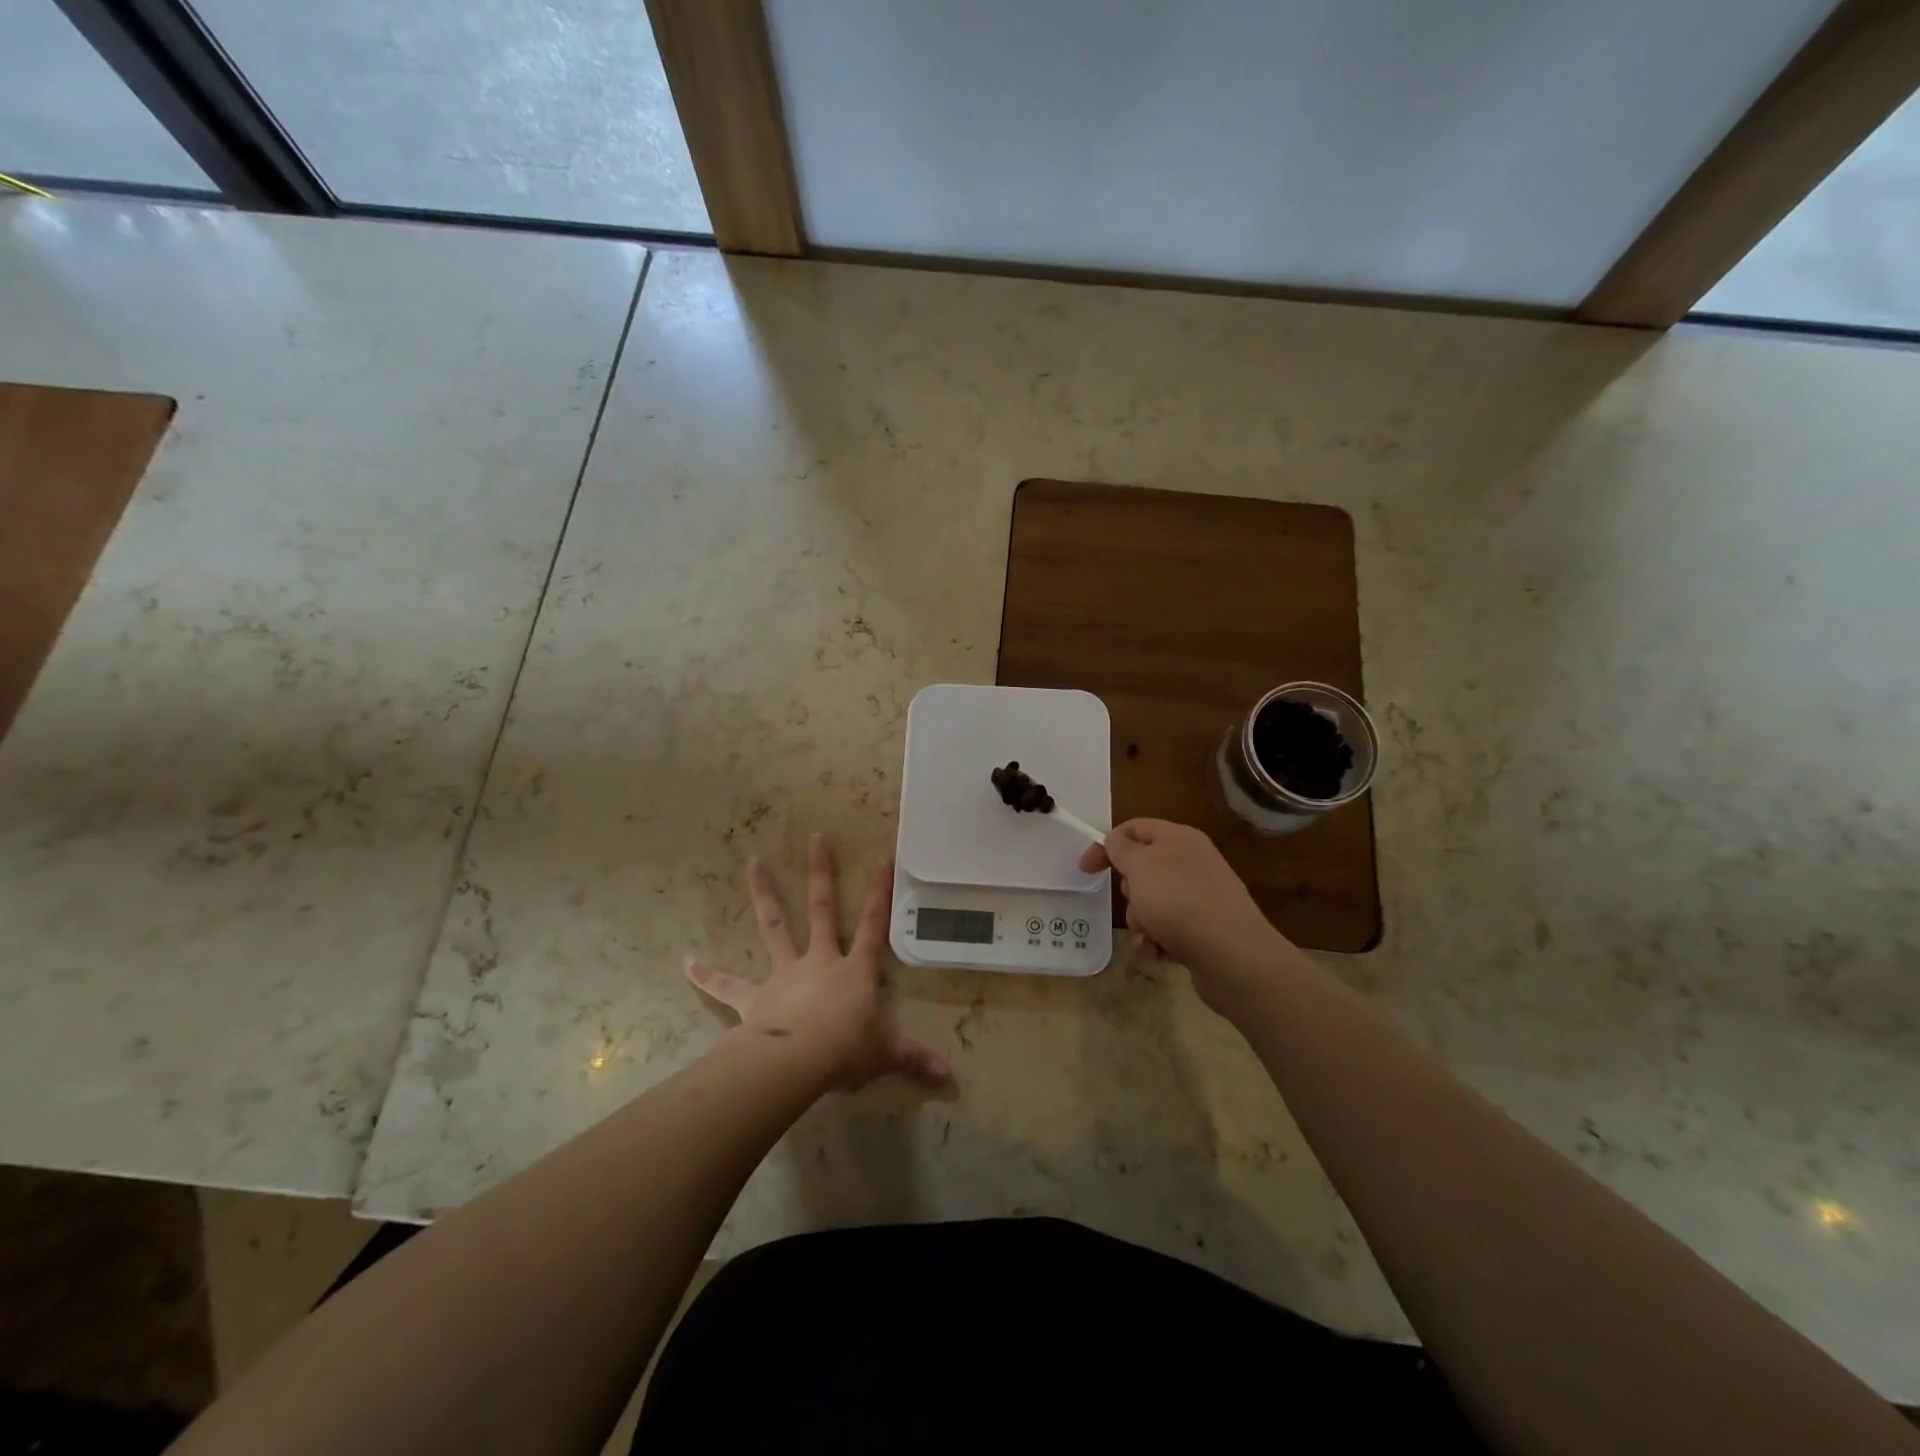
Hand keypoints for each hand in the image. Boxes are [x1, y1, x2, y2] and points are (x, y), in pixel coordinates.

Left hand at [687, 835, 950, 1089]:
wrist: (795, 1063)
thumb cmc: (844, 1053)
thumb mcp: (884, 1056)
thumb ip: (913, 1059)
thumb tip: (948, 1076)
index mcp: (855, 972)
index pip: (874, 927)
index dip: (880, 895)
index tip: (881, 860)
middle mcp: (820, 962)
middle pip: (822, 909)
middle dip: (822, 873)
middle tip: (816, 838)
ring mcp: (784, 974)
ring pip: (775, 927)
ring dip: (765, 895)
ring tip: (754, 863)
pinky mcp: (754, 997)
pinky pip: (728, 984)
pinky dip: (707, 974)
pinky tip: (685, 962)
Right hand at [1079, 818, 1286, 1013]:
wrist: (1233, 955)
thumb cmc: (1179, 901)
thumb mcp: (1140, 865)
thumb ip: (1120, 847)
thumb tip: (1115, 840)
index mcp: (1179, 838)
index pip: (1133, 828)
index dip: (1106, 845)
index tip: (1086, 870)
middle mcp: (1192, 862)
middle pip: (1141, 869)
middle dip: (1128, 891)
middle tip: (1135, 903)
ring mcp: (1200, 897)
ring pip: (1151, 903)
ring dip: (1140, 921)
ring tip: (1150, 935)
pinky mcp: (1203, 929)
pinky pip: (1166, 929)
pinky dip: (1156, 941)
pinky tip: (1158, 952)